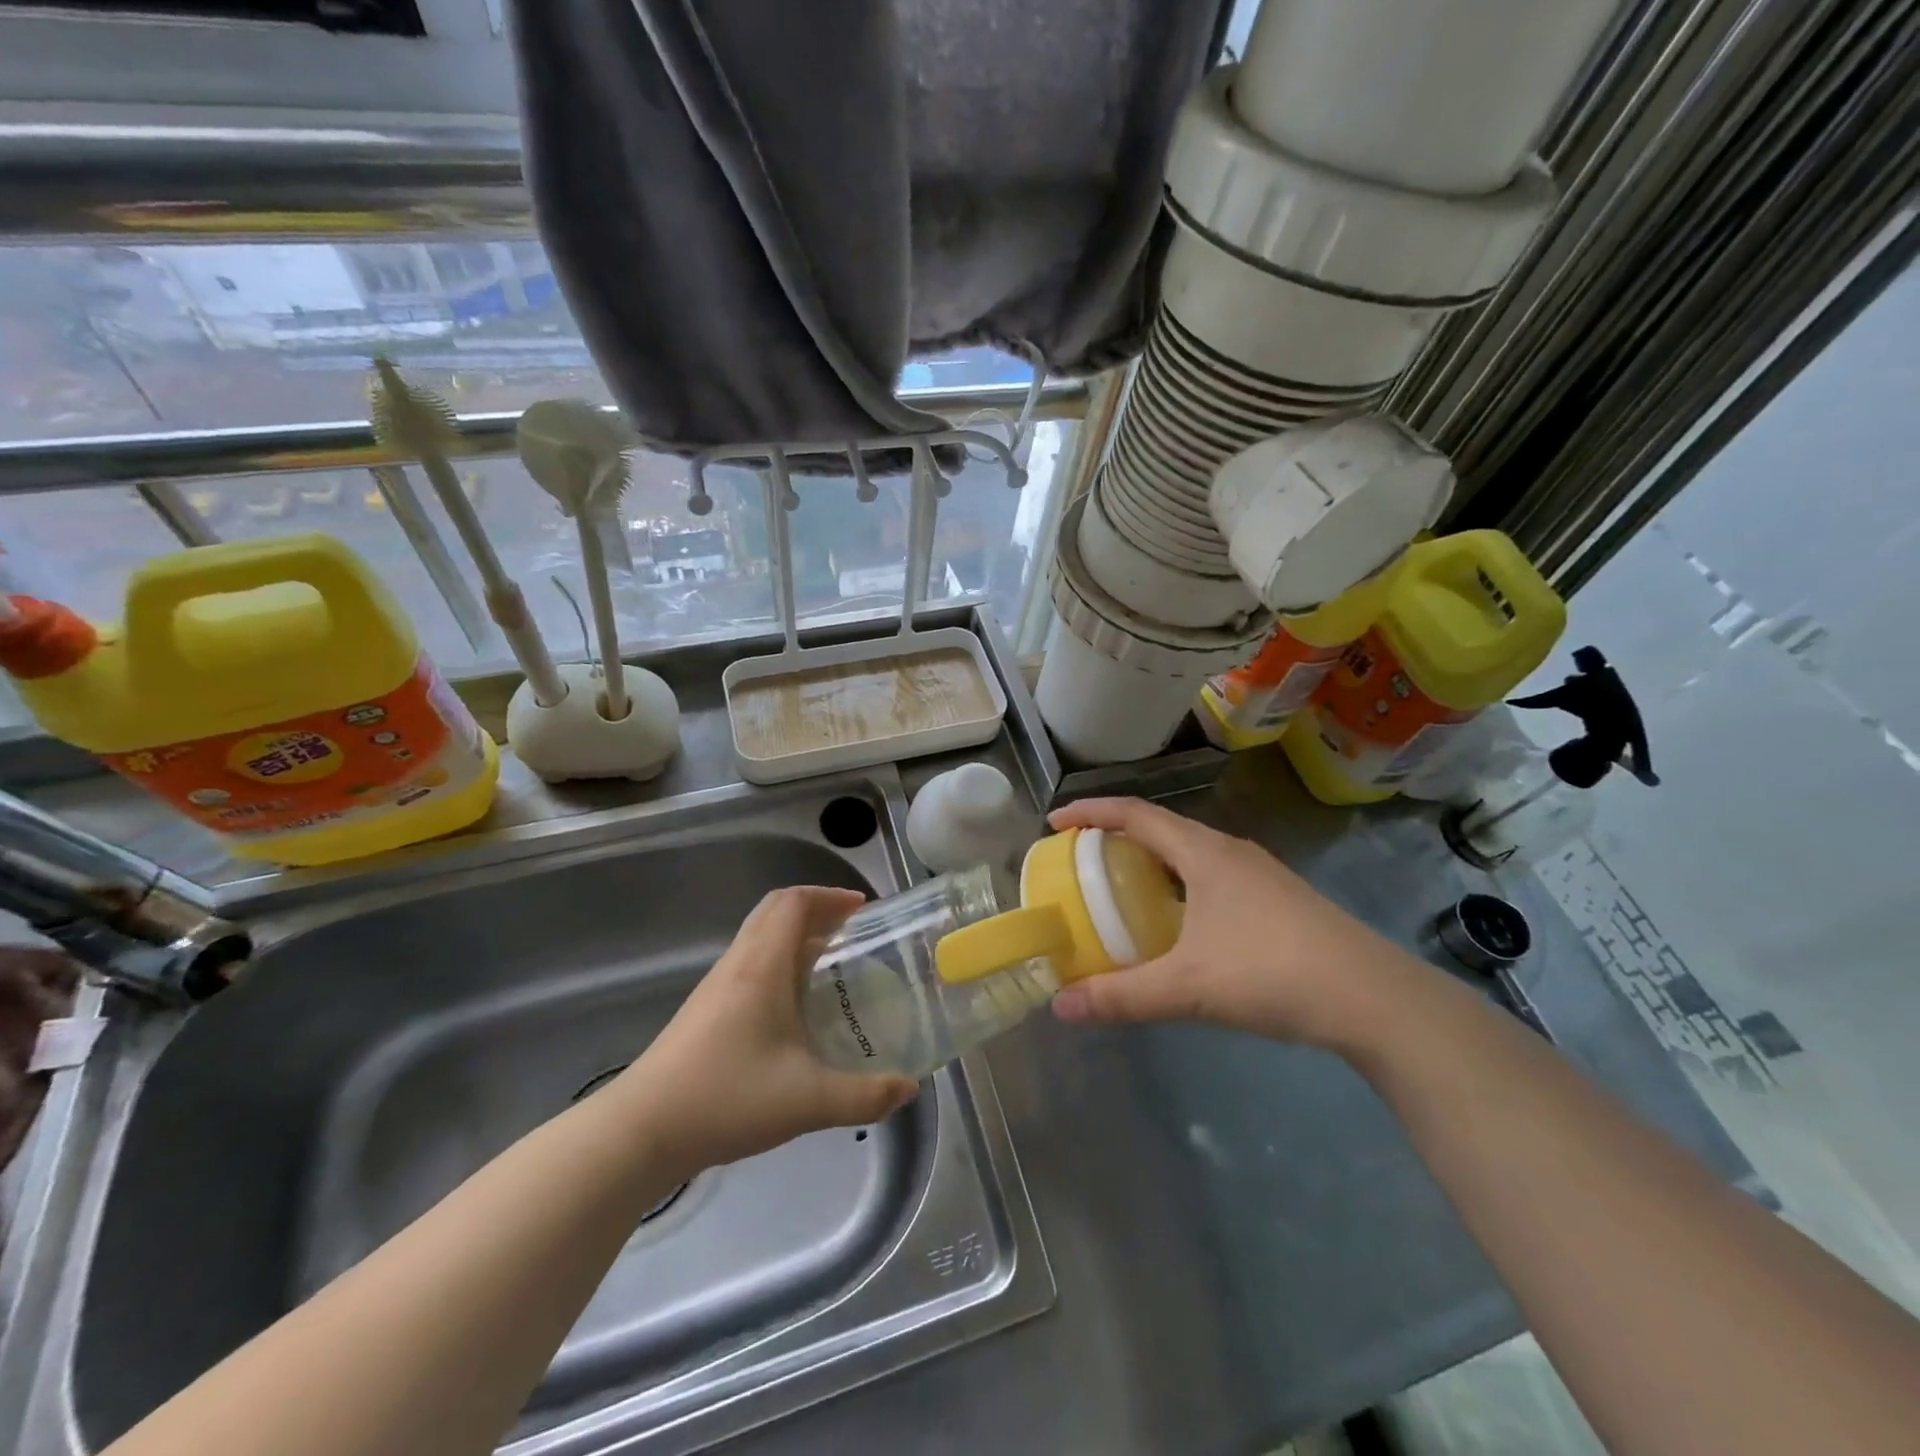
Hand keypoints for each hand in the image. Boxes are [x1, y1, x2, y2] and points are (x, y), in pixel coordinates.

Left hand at [610, 887, 918, 1174]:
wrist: (640, 1131)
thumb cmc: (725, 1098)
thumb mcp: (807, 1101)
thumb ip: (864, 1096)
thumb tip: (908, 1089)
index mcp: (761, 966)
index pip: (793, 902)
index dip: (830, 896)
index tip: (863, 910)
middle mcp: (738, 965)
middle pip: (775, 912)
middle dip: (817, 911)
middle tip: (853, 934)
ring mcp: (717, 987)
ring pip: (760, 938)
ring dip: (797, 938)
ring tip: (832, 967)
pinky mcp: (706, 1011)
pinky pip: (750, 965)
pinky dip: (780, 964)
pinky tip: (796, 1008)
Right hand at [1047, 798, 1420, 1048]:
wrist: (1375, 999)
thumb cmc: (1273, 974)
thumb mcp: (1188, 987)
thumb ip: (1121, 996)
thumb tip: (1060, 1006)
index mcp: (1204, 852)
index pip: (1135, 814)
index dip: (1090, 812)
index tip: (1054, 823)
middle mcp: (1229, 851)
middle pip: (1161, 829)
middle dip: (1115, 838)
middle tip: (1080, 861)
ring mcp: (1259, 874)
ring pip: (1189, 854)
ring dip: (1150, 862)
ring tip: (1121, 889)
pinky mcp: (1277, 899)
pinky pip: (1211, 876)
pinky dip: (1178, 885)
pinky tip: (1177, 924)